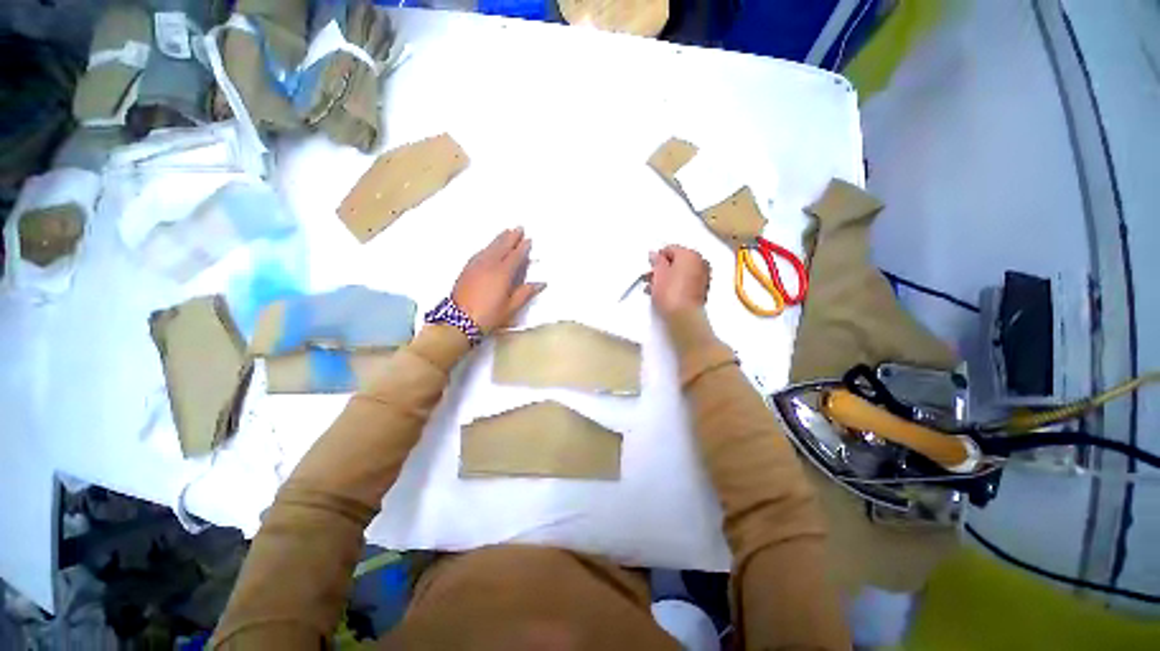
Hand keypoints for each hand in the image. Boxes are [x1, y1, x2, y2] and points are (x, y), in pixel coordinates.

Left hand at [452, 228, 544, 331]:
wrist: (459, 320)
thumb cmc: (489, 315)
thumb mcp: (511, 307)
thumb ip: (525, 293)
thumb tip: (541, 283)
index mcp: (502, 273)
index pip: (515, 256)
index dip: (523, 247)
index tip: (528, 239)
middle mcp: (489, 265)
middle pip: (502, 246)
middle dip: (511, 237)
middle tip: (519, 228)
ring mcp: (476, 265)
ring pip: (490, 247)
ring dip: (499, 239)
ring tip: (506, 232)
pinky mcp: (467, 269)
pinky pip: (480, 252)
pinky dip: (488, 246)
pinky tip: (489, 247)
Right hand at [648, 245, 710, 315]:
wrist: (683, 316)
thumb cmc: (672, 294)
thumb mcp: (658, 273)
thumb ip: (656, 261)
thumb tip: (656, 256)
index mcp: (690, 254)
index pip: (670, 249)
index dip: (657, 257)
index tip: (650, 265)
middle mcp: (700, 263)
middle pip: (678, 261)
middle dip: (664, 268)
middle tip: (652, 277)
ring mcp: (703, 277)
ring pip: (682, 272)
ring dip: (669, 278)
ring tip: (655, 289)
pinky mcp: (702, 291)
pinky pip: (687, 282)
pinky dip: (677, 285)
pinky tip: (665, 294)